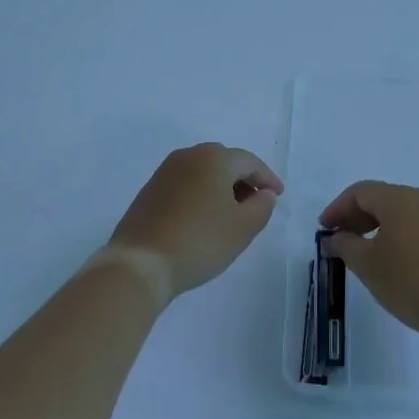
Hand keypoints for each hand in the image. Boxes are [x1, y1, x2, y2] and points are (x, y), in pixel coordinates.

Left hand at [107, 144, 283, 301]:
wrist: (140, 262)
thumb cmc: (199, 241)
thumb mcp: (242, 228)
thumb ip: (262, 206)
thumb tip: (264, 194)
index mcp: (214, 158)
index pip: (249, 162)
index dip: (267, 178)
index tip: (278, 196)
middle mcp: (188, 156)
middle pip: (225, 162)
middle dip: (244, 181)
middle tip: (256, 204)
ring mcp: (165, 171)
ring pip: (203, 172)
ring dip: (221, 188)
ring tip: (231, 214)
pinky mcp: (150, 190)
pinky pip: (185, 184)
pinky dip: (201, 195)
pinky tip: (204, 219)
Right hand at [319, 182, 418, 333]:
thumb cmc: (410, 281)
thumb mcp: (368, 265)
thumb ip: (346, 246)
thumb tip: (336, 237)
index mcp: (398, 198)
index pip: (360, 192)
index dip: (337, 208)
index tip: (323, 229)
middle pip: (381, 198)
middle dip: (356, 216)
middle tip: (339, 240)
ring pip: (399, 211)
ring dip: (376, 226)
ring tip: (361, 252)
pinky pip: (415, 224)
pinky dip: (396, 233)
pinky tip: (389, 257)